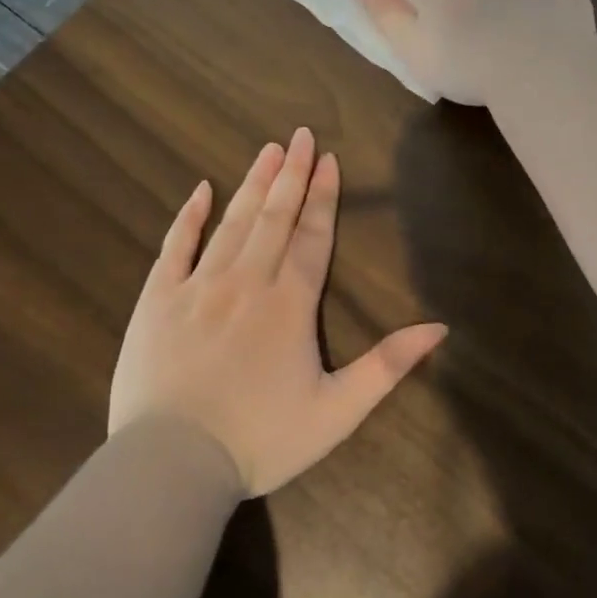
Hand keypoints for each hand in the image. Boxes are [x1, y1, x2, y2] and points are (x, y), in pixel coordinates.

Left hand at [108, 128, 447, 497]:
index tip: (328, 160)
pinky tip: (201, 190)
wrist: (173, 463)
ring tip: (268, 150)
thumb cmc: (260, 440)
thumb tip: (439, 328)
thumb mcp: (337, 412)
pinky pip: (175, 246)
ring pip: (232, 222)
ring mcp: (198, 286)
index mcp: (289, 305)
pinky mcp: (157, 299)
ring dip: (253, 184)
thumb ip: (388, 366)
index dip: (323, 197)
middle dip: (291, 174)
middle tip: (300, 135)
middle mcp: (246, 282)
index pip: (312, 237)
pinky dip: (189, 216)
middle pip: (274, 217)